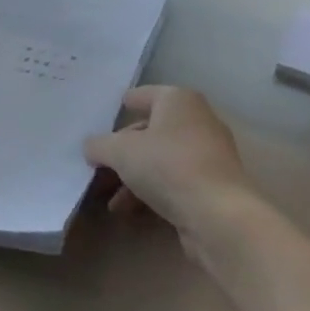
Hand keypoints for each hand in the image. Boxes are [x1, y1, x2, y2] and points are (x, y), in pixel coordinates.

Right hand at [85, 86, 257, 256]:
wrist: (218, 215)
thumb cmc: (168, 166)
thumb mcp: (121, 152)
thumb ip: (100, 145)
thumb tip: (91, 147)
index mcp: (178, 100)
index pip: (144, 95)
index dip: (123, 105)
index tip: (105, 116)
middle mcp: (197, 121)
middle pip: (150, 131)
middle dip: (123, 151)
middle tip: (99, 167)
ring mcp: (208, 154)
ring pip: (161, 159)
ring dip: (133, 178)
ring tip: (111, 201)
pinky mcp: (213, 185)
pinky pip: (174, 181)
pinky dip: (151, 192)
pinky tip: (130, 211)